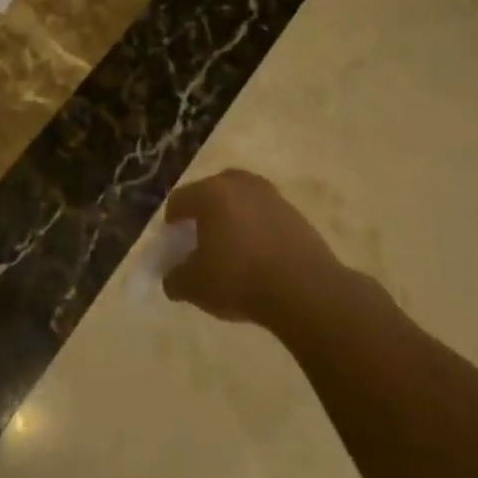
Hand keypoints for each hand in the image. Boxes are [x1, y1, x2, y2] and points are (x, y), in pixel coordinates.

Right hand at [163, 169, 346, 328]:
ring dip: (235, 215)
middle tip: (201, 234)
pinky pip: (266, 215)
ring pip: (243, 199)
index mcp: (210, 194)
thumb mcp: (194, 286)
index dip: (172, 219)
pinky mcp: (297, 215)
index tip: (173, 238)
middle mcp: (240, 185)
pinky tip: (259, 254)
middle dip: (204, 208)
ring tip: (233, 244)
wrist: (306, 291)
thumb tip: (173, 279)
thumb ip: (175, 279)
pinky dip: (258, 228)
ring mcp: (272, 197)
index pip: (180, 199)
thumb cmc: (239, 279)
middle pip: (213, 189)